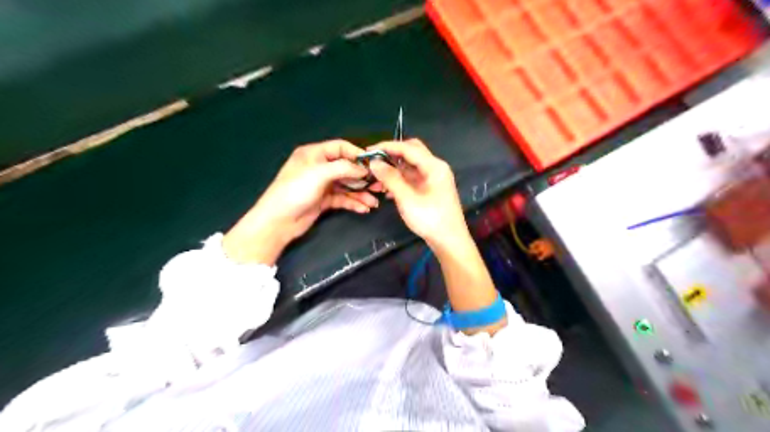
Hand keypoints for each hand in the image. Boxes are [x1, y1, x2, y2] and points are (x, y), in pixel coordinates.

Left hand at [223, 140, 377, 263]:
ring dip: (361, 192)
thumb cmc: (295, 191)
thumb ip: (344, 168)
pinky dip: (354, 202)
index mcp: (314, 154)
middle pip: (347, 168)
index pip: (340, 148)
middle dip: (363, 177)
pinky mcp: (324, 200)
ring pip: (347, 185)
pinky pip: (343, 198)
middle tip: (379, 185)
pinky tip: (364, 208)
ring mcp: (322, 185)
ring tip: (374, 201)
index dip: (357, 154)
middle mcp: (319, 167)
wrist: (278, 221)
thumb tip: (365, 169)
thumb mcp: (319, 174)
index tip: (374, 164)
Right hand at [369, 140, 468, 249]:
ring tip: (376, 179)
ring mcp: (433, 178)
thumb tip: (374, 162)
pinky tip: (387, 190)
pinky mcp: (430, 189)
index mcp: (434, 166)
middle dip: (391, 155)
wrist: (449, 241)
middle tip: (373, 162)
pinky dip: (399, 180)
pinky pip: (412, 178)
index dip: (387, 147)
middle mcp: (435, 167)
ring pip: (410, 166)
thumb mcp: (407, 198)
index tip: (367, 151)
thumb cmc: (430, 219)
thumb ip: (390, 178)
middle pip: (411, 152)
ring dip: (394, 169)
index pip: (408, 147)